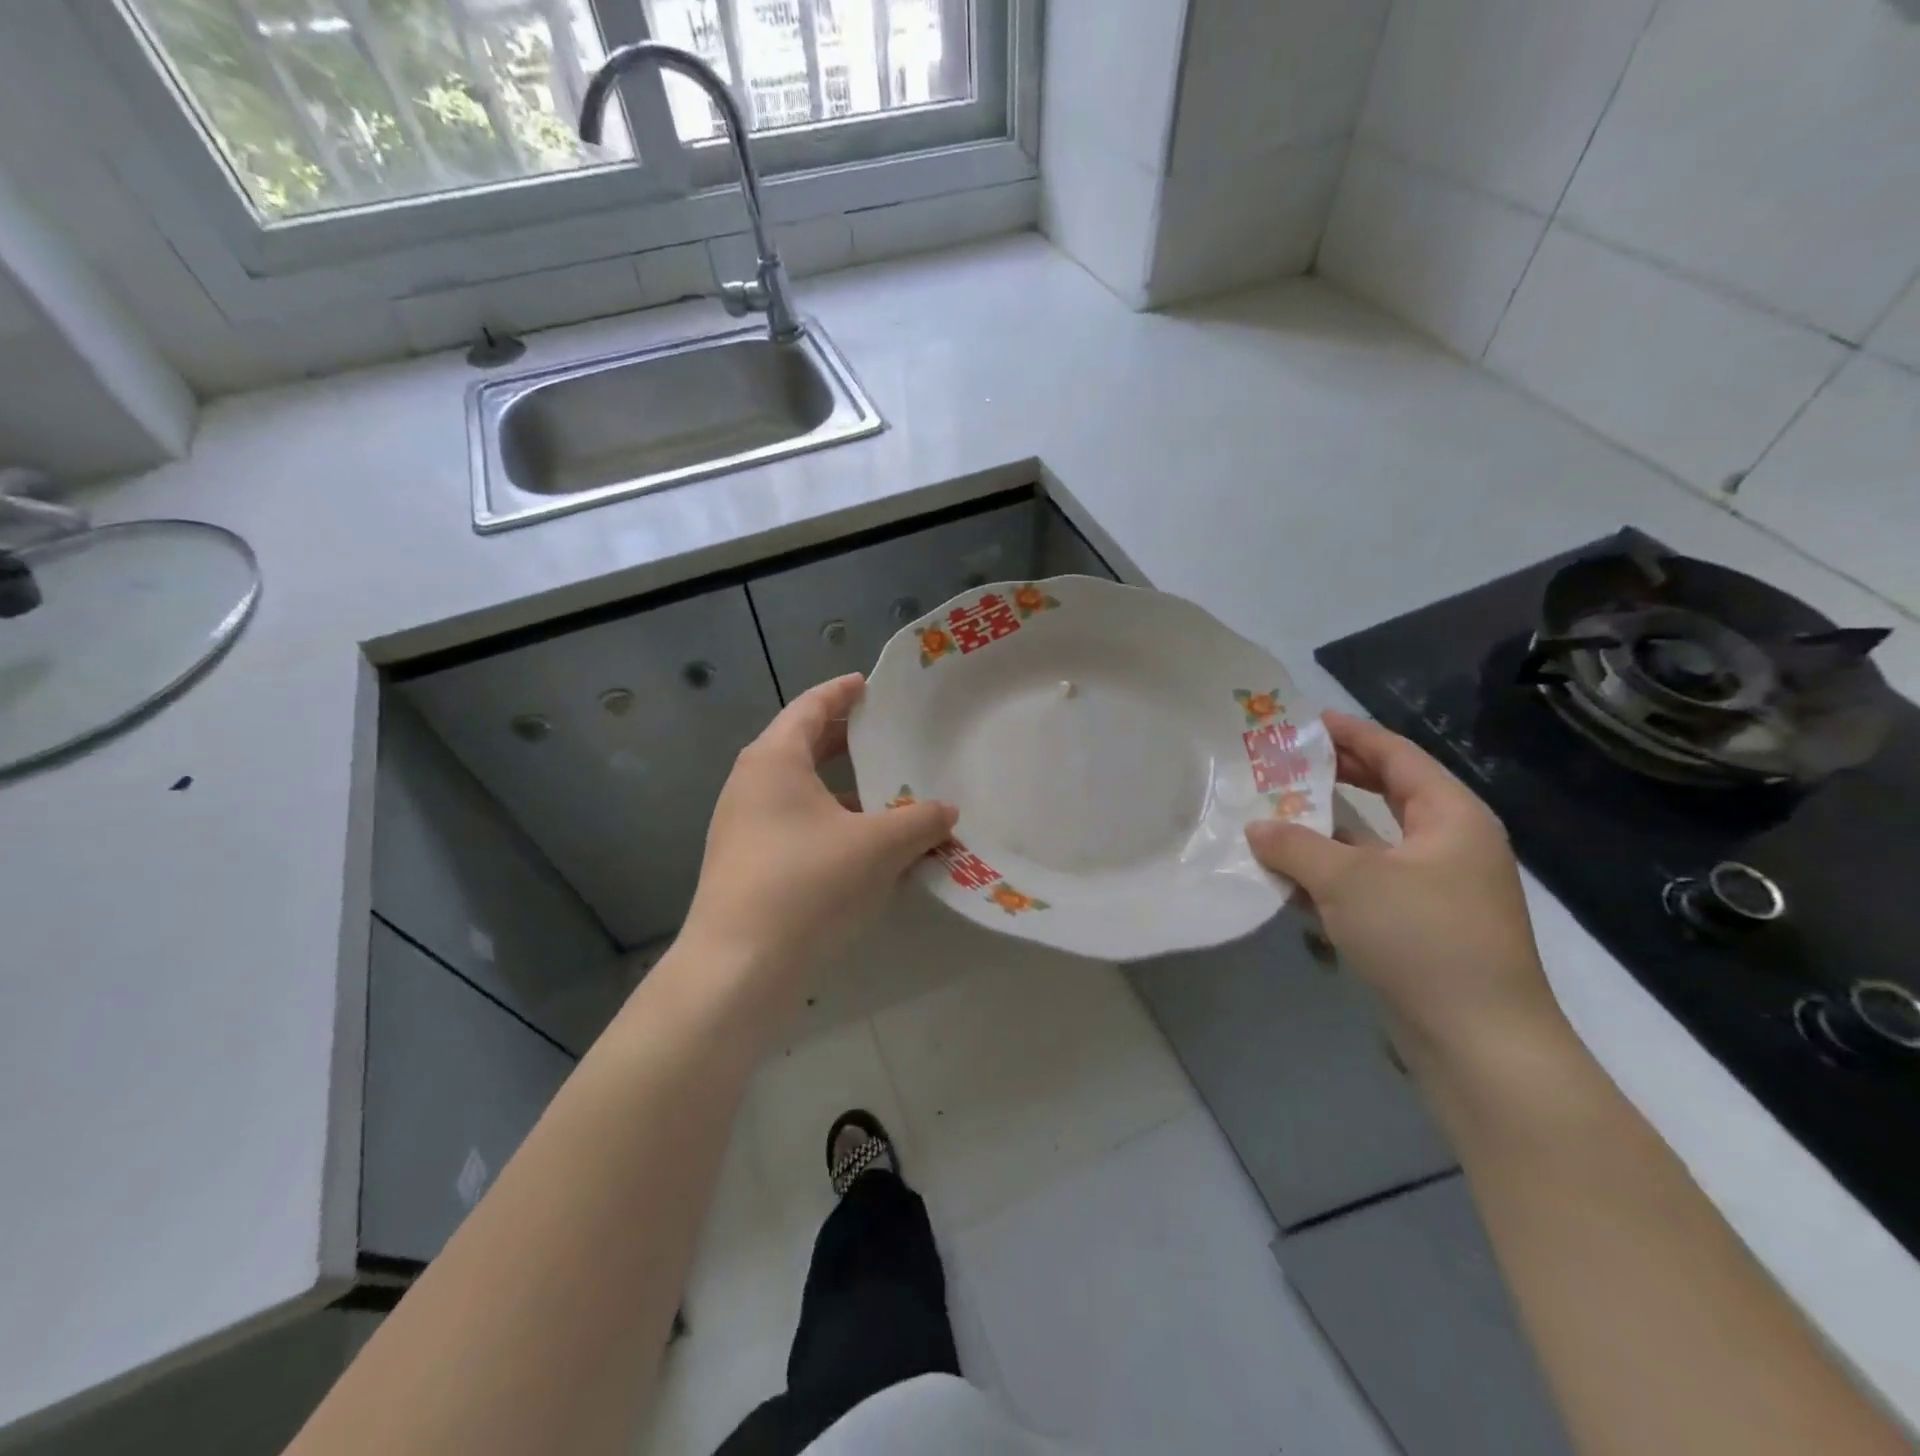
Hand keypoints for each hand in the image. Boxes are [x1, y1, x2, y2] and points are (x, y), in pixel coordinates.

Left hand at [678, 673, 957, 1015]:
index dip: (842, 692)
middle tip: (885, 734)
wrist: (737, 967)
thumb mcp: (877, 846)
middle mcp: (751, 784)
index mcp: (774, 760)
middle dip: (844, 739)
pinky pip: (795, 824)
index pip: (811, 707)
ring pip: (800, 790)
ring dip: (842, 787)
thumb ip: (919, 822)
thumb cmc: (807, 884)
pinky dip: (830, 822)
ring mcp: (743, 826)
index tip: (870, 685)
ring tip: (886, 792)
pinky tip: (863, 845)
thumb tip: (947, 812)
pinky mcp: (747, 863)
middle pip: (802, 745)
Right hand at [1245, 711, 1562, 1058]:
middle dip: (1334, 778)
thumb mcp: (1348, 881)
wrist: (1480, 1044)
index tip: (1304, 721)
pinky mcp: (1419, 926)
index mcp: (1450, 817)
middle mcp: (1448, 844)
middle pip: (1386, 793)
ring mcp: (1436, 888)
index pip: (1396, 755)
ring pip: (1371, 842)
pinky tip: (1287, 879)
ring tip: (1270, 816)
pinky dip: (1330, 875)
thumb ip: (1295, 845)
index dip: (1350, 733)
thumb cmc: (1422, 938)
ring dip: (1323, 831)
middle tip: (1281, 764)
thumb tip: (1257, 829)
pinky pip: (1367, 883)